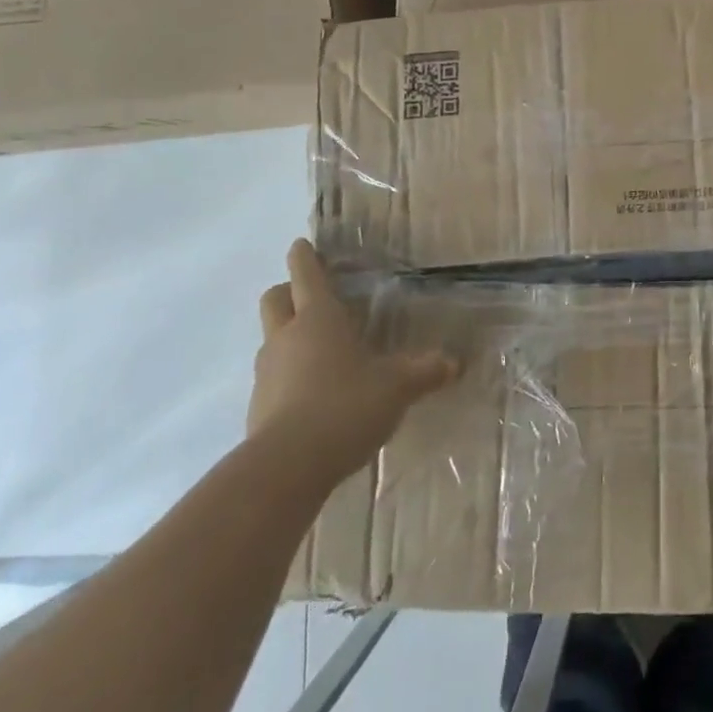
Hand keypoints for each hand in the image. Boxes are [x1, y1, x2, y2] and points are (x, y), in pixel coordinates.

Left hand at [250, 240, 456, 466]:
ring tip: (318, 349)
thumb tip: (455, 363)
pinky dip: (287, 376)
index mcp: (319, 318)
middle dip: (287, 291)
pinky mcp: (257, 407)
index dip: (304, 257)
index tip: (301, 244)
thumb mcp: (397, 387)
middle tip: (308, 295)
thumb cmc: (346, 405)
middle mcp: (287, 337)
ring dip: (287, 335)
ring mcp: (267, 372)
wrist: (287, 467)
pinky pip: (272, 378)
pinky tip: (312, 395)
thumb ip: (425, 371)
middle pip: (274, 299)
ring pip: (271, 338)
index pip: (307, 275)